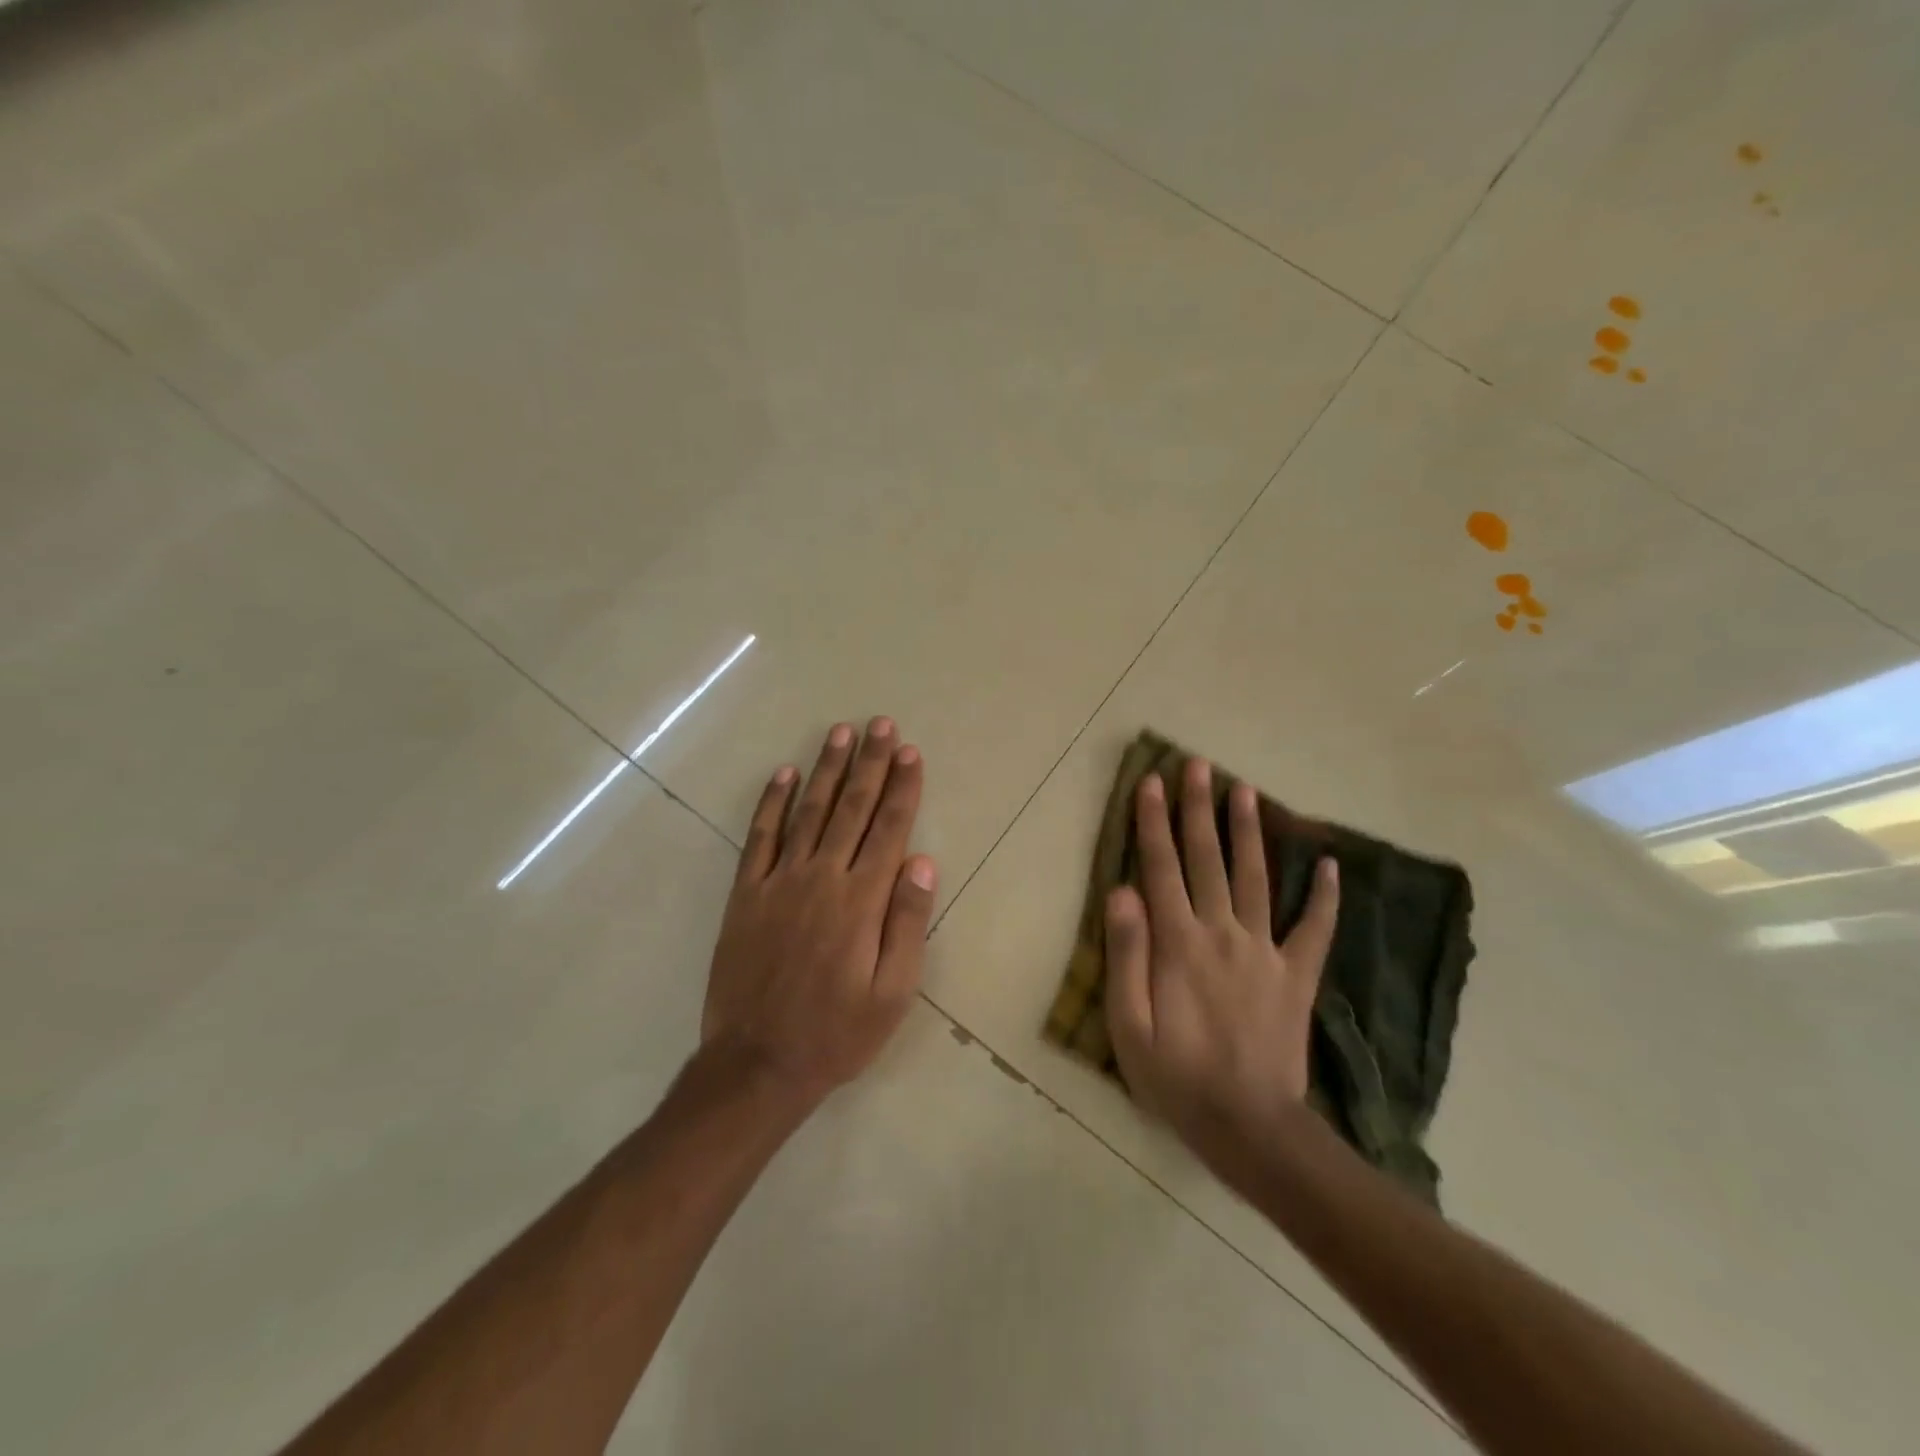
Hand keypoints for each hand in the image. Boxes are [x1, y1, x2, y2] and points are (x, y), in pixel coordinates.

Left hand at [701, 717, 936, 1110]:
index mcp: (862, 900)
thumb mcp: (892, 993)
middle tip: (881, 725)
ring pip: (809, 812)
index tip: (910, 752)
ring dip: (827, 769)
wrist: (757, 1064)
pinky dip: (772, 803)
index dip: (902, 787)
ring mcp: (779, 882)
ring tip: (841, 733)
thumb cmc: (837, 1033)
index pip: (889, 829)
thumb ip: (908, 922)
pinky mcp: (746, 894)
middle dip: (870, 763)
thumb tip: (922, 861)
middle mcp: (822, 878)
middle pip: (852, 808)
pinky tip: (784, 774)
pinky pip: (760, 837)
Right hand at [1104, 758, 1339, 1171]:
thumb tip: (1121, 891)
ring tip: (1246, 790)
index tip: (1150, 782)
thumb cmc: (1176, 1077)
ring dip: (1249, 832)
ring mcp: (1264, 951)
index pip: (1161, 868)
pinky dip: (1324, 896)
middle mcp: (1222, 933)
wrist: (1250, 1127)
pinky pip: (1313, 929)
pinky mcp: (1296, 975)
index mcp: (1178, 943)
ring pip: (1254, 878)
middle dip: (1199, 808)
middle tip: (1198, 765)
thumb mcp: (1128, 1025)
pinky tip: (1332, 864)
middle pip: (1207, 859)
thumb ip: (1126, 954)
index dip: (1153, 823)